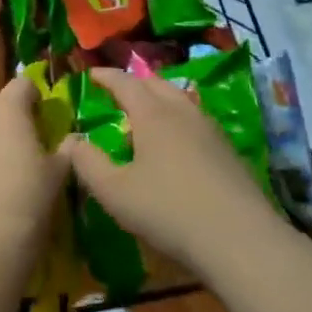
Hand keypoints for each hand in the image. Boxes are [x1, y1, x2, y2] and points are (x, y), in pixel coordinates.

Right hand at [57, 68, 282, 274]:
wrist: (239, 238)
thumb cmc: (168, 210)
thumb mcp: (115, 192)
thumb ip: (88, 164)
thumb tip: (72, 141)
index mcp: (152, 114)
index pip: (126, 83)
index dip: (107, 76)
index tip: (92, 73)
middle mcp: (182, 112)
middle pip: (157, 84)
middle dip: (135, 83)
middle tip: (119, 90)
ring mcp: (210, 130)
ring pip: (181, 100)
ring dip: (160, 99)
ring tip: (147, 113)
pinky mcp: (228, 151)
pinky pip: (196, 121)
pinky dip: (179, 119)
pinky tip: (178, 142)